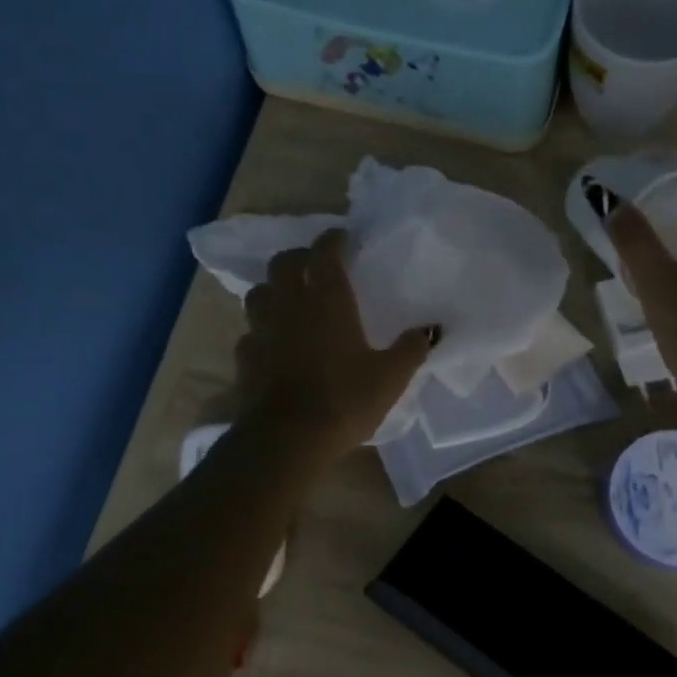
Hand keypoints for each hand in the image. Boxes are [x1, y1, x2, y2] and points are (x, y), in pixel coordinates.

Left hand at [234, 228, 436, 460]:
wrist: (288, 438)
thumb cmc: (344, 399)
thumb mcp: (390, 377)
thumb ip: (411, 348)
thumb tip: (431, 329)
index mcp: (327, 299)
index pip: (325, 252)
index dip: (333, 240)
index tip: (342, 237)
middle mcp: (290, 304)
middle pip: (283, 263)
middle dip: (299, 257)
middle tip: (314, 266)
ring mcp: (262, 329)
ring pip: (259, 292)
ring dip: (273, 289)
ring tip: (288, 300)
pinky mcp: (245, 356)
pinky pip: (251, 332)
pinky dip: (262, 330)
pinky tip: (273, 343)